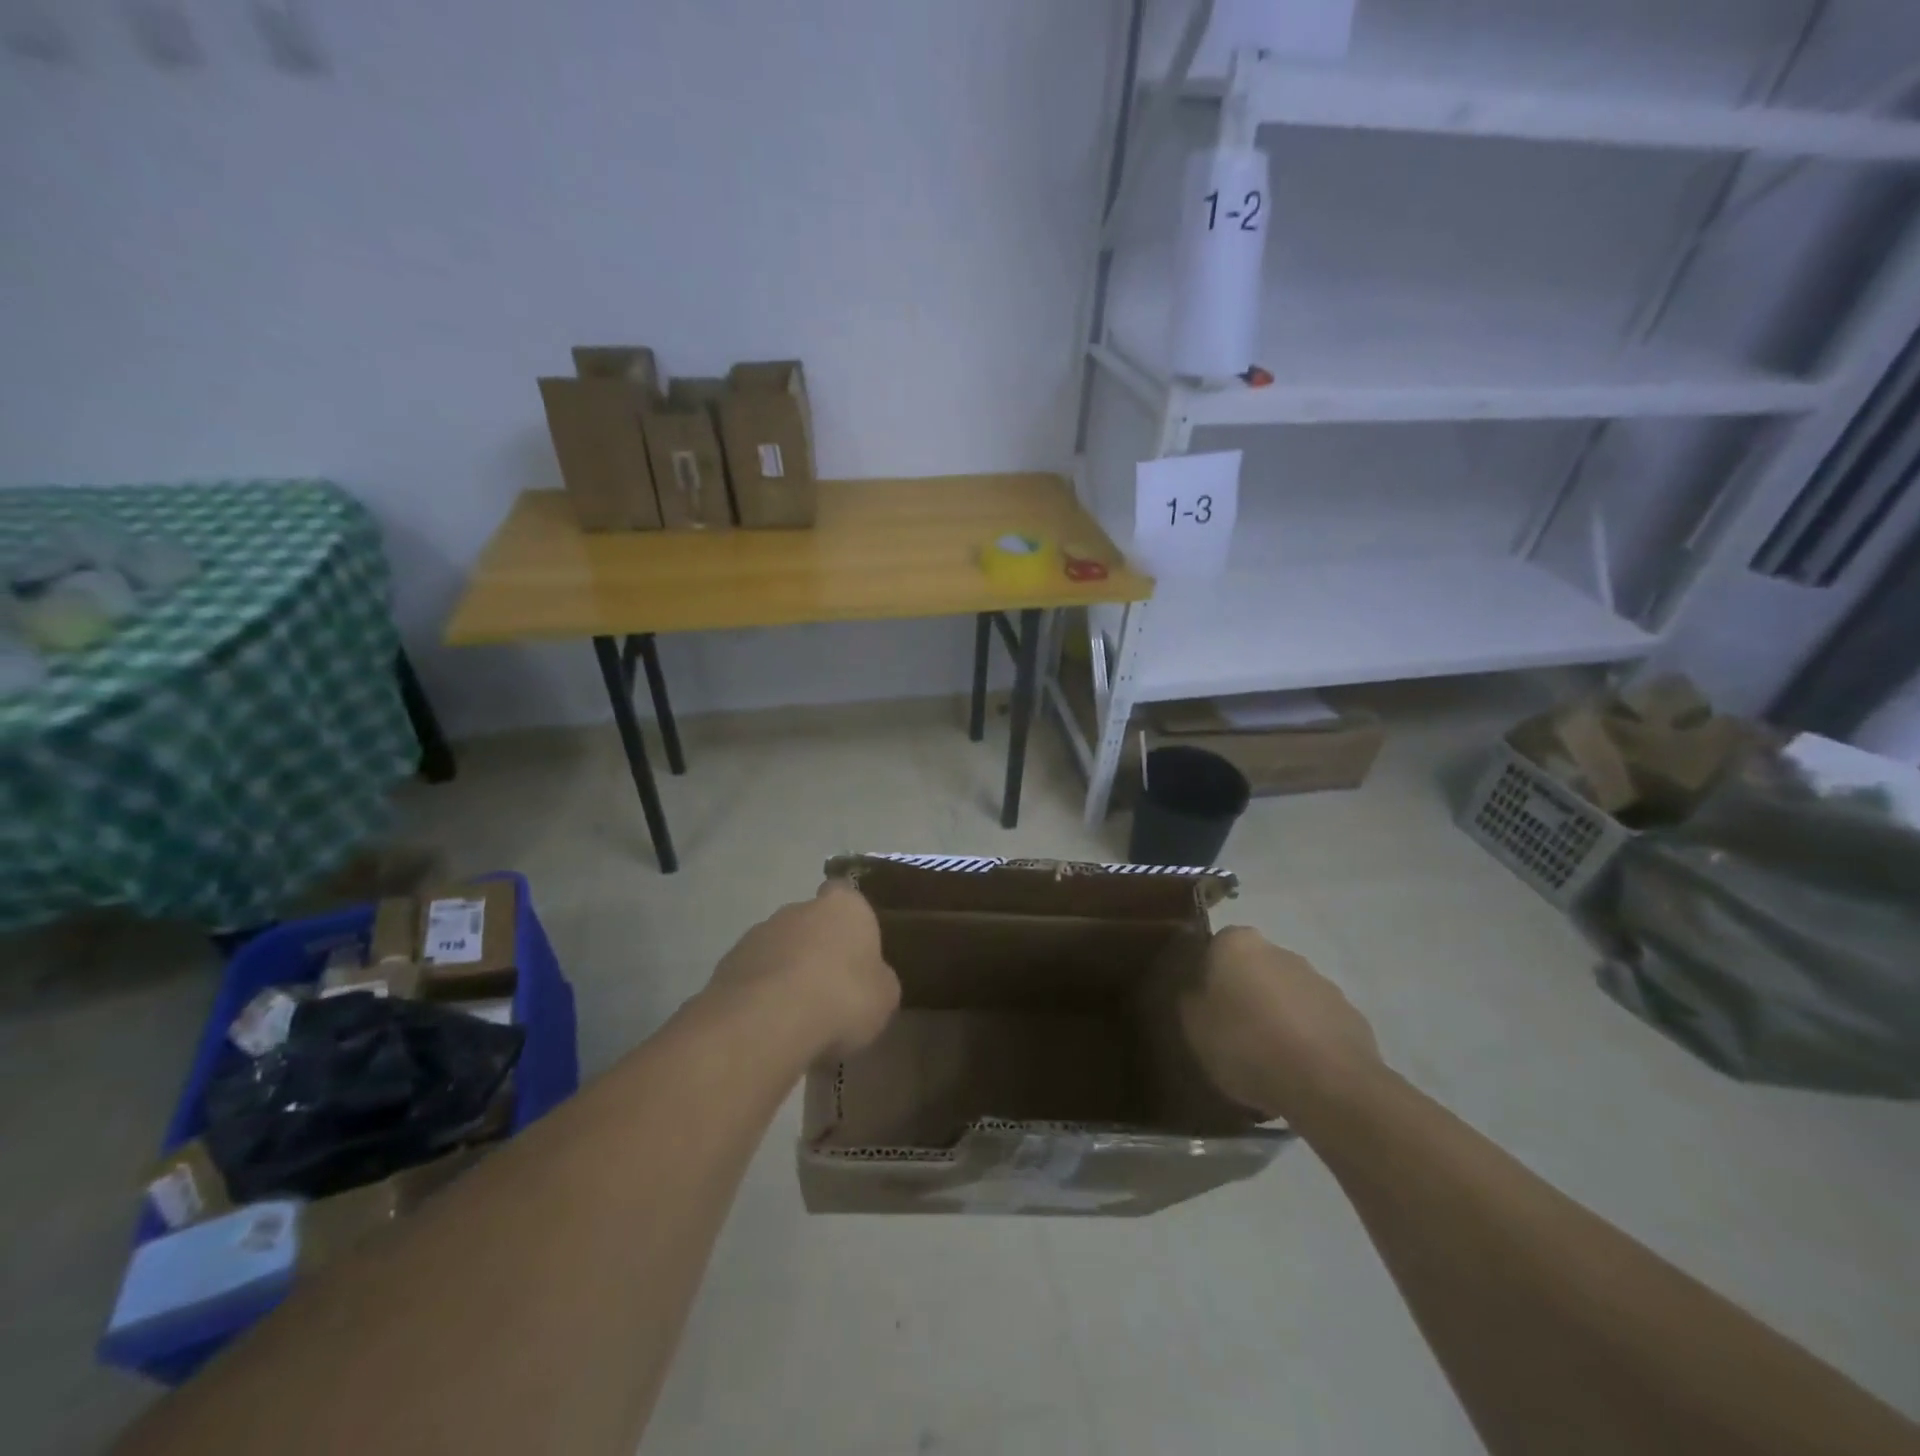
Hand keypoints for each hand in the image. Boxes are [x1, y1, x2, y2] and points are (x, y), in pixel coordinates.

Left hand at [704, 880, 899, 1059]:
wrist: (768, 1021)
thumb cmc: (842, 997)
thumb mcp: (884, 997)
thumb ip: (878, 979)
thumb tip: (871, 979)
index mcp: (844, 906)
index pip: (846, 896)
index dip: (850, 922)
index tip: (853, 951)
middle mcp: (798, 908)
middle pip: (810, 922)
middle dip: (816, 949)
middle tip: (828, 989)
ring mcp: (758, 933)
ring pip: (778, 949)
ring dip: (785, 972)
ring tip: (796, 1016)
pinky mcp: (727, 964)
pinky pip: (753, 977)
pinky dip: (760, 995)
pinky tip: (770, 1026)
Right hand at [1180, 926, 1383, 1124]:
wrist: (1328, 1084)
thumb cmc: (1247, 1044)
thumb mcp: (1193, 1026)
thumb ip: (1191, 1001)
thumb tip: (1197, 993)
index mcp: (1238, 943)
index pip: (1215, 949)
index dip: (1208, 979)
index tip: (1205, 1010)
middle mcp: (1280, 951)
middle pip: (1254, 970)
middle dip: (1245, 996)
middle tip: (1233, 1036)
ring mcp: (1320, 982)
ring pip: (1287, 997)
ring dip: (1277, 1018)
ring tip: (1268, 1062)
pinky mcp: (1350, 1016)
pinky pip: (1316, 1024)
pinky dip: (1306, 1041)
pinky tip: (1298, 1074)